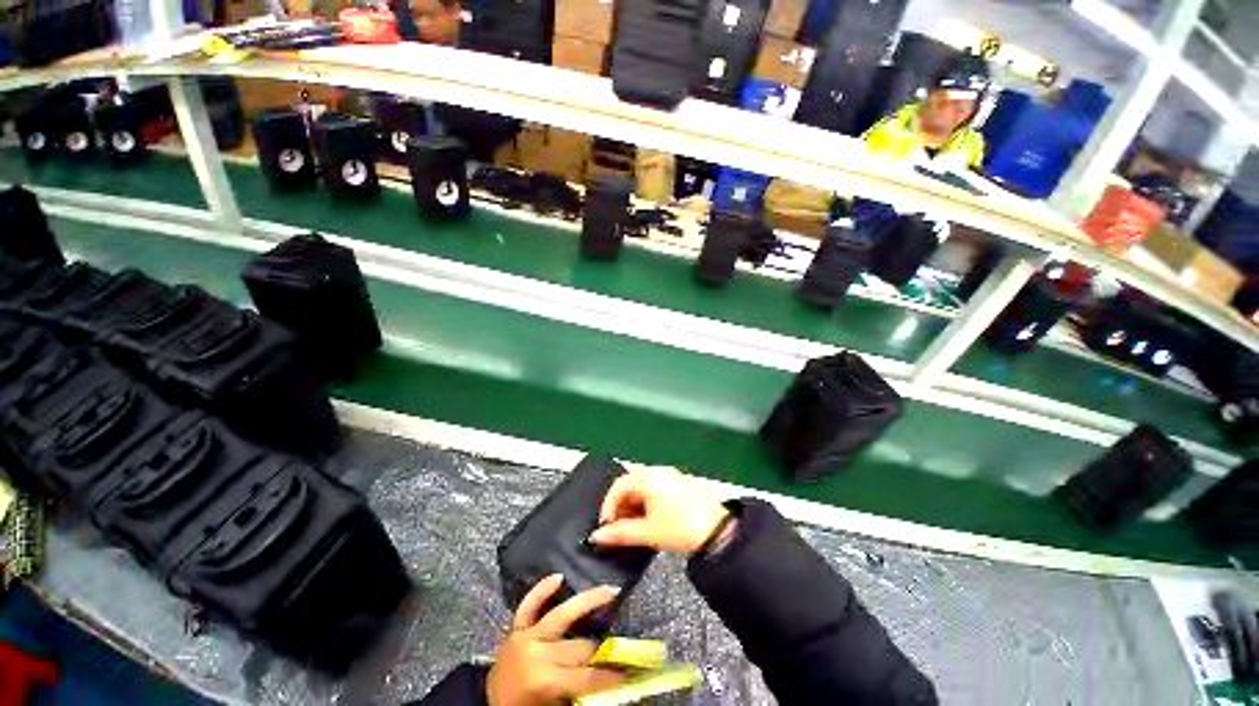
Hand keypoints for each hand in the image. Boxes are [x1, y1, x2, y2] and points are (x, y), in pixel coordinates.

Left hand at [487, 575, 623, 705]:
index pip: (585, 676)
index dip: (607, 676)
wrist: (488, 704)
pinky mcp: (516, 628)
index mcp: (544, 680)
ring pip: (561, 615)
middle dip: (599, 646)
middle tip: (619, 639)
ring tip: (609, 589)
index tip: (626, 672)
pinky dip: (542, 589)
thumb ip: (577, 692)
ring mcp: (525, 636)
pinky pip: (529, 605)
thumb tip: (606, 682)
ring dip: (587, 601)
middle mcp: (536, 653)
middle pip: (577, 646)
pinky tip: (558, 576)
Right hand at [590, 464, 730, 553]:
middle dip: (621, 505)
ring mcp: (669, 475)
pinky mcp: (678, 482)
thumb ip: (620, 533)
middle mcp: (658, 471)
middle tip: (617, 526)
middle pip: (630, 483)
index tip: (606, 526)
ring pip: (642, 486)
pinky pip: (654, 487)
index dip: (608, 506)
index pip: (619, 485)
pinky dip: (646, 502)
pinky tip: (647, 519)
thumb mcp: (648, 533)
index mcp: (649, 477)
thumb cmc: (681, 528)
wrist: (718, 531)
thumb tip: (598, 536)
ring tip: (632, 526)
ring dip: (633, 504)